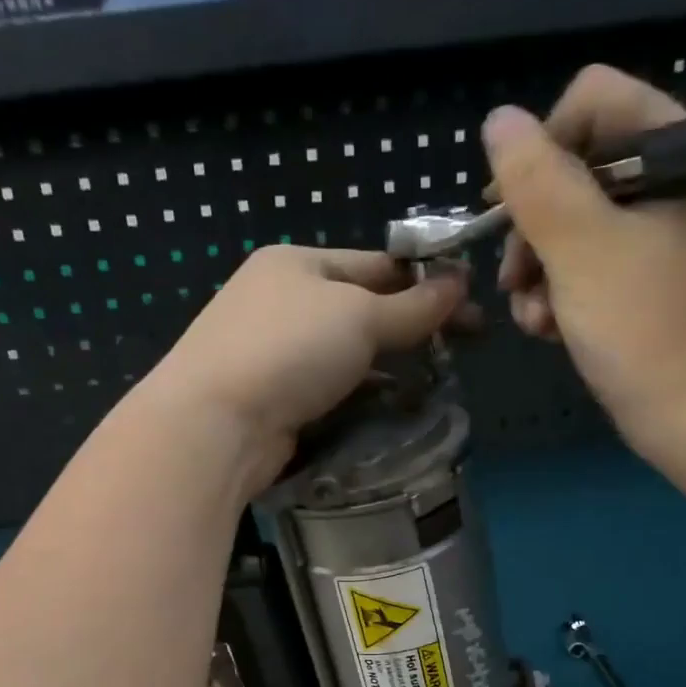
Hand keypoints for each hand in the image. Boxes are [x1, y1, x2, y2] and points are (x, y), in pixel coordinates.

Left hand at [143, 245, 468, 490]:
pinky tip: (392, 404)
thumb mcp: (359, 316)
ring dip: (389, 362)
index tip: (469, 304)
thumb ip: (412, 305)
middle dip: (411, 325)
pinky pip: (330, 388)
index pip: (375, 263)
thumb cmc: (289, 349)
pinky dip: (361, 393)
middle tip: (464, 345)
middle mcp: (281, 301)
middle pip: (361, 308)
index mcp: (296, 263)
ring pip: (346, 352)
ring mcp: (273, 352)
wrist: (216, 424)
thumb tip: (460, 284)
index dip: (424, 280)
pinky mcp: (273, 398)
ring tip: (437, 377)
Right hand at [485, 65, 685, 464]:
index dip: (540, 148)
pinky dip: (562, 295)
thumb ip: (536, 180)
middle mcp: (674, 182)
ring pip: (575, 226)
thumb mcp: (581, 248)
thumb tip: (498, 120)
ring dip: (540, 271)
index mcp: (677, 151)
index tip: (508, 209)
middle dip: (534, 227)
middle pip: (577, 169)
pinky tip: (550, 331)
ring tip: (535, 317)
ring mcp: (664, 237)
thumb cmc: (646, 328)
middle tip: (516, 278)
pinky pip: (591, 267)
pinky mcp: (650, 283)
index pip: (593, 102)